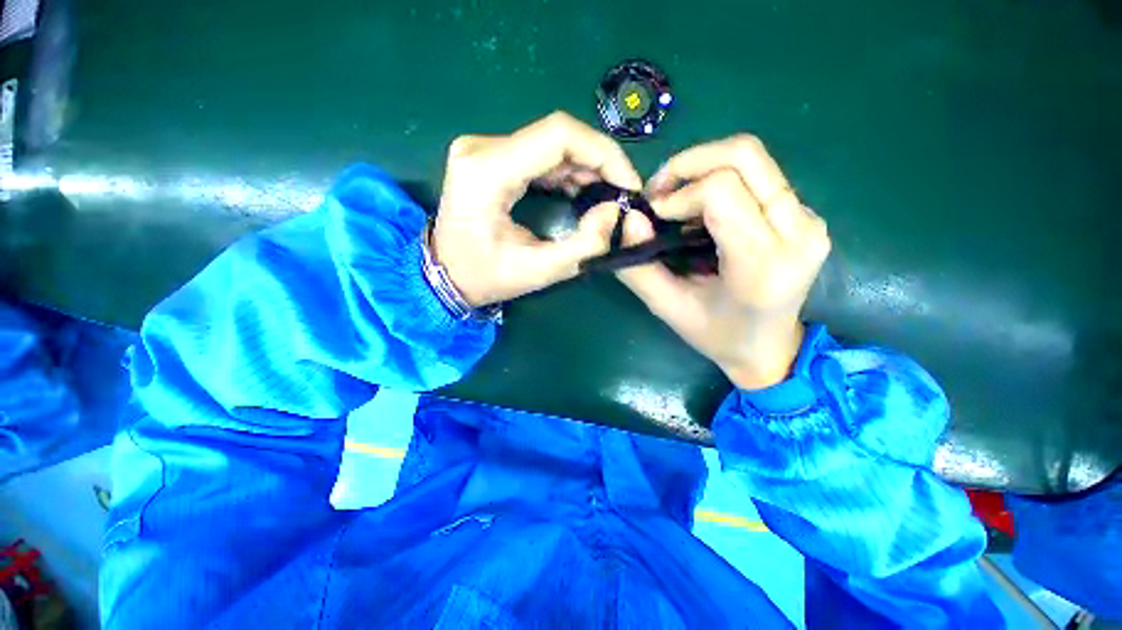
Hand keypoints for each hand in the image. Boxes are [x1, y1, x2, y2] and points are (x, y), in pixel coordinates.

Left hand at [433, 111, 641, 306]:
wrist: (445, 275)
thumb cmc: (485, 277)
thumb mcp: (538, 272)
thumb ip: (583, 246)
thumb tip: (613, 211)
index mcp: (488, 171)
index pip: (559, 136)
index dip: (604, 154)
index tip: (629, 184)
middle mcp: (482, 148)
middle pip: (558, 135)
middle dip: (600, 162)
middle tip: (622, 194)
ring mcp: (484, 149)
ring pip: (552, 143)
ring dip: (586, 166)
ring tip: (607, 196)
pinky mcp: (491, 158)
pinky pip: (540, 154)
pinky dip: (568, 171)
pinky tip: (584, 191)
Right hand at [618, 135, 830, 389]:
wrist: (770, 349)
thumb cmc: (716, 336)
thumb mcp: (667, 308)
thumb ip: (639, 268)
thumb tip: (629, 219)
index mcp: (763, 264)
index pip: (721, 191)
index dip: (678, 193)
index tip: (653, 214)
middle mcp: (798, 232)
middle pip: (745, 155)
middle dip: (690, 162)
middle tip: (659, 191)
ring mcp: (809, 220)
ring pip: (752, 159)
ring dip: (703, 168)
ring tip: (674, 199)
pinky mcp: (806, 214)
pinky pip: (759, 176)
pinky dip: (719, 180)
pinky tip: (699, 209)